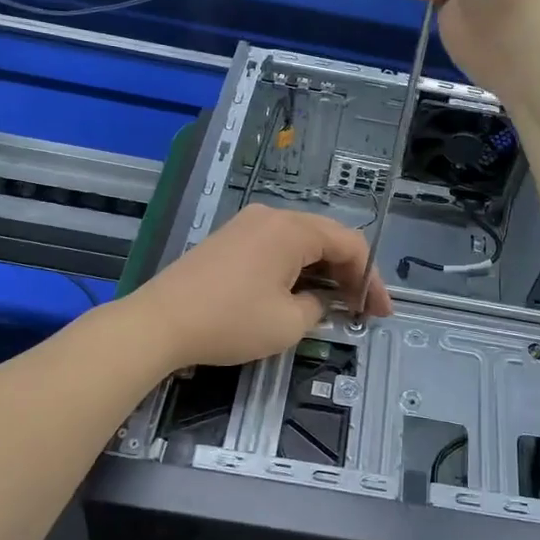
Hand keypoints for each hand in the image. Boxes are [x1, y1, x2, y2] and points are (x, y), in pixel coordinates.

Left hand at [130, 205, 392, 369]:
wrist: (159, 322)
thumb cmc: (230, 321)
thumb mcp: (288, 324)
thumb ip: (319, 307)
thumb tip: (320, 300)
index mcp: (293, 229)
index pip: (350, 244)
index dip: (371, 279)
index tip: (379, 313)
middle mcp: (273, 216)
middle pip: (328, 237)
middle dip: (349, 273)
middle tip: (362, 309)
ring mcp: (248, 224)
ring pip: (302, 241)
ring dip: (322, 270)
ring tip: (334, 304)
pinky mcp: (230, 238)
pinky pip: (276, 246)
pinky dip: (296, 267)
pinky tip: (297, 291)